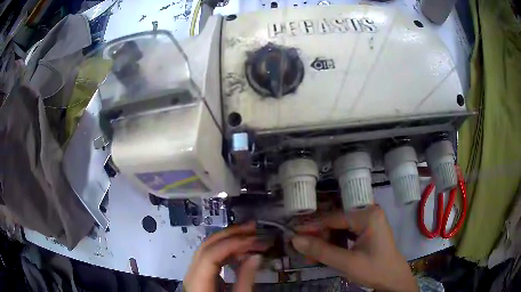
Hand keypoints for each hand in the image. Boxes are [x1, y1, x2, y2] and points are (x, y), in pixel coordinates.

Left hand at [183, 222, 265, 291]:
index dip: (232, 244)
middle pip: (207, 246)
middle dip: (231, 234)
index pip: (211, 254)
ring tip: (250, 236)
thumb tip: (256, 256)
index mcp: (198, 282)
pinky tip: (240, 250)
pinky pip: (211, 256)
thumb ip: (245, 279)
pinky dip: (226, 250)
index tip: (253, 240)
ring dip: (229, 239)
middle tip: (253, 228)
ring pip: (208, 247)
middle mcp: (192, 273)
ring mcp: (194, 272)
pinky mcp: (200, 273)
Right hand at [291, 206, 417, 291]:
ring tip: (312, 256)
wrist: (393, 279)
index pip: (333, 217)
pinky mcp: (367, 230)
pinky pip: (346, 233)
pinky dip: (335, 243)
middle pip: (336, 221)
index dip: (312, 227)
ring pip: (339, 228)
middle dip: (319, 237)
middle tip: (304, 251)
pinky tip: (325, 253)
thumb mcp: (347, 263)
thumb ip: (321, 251)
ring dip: (325, 242)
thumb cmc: (374, 269)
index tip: (294, 235)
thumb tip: (295, 240)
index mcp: (368, 215)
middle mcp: (368, 212)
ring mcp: (369, 220)